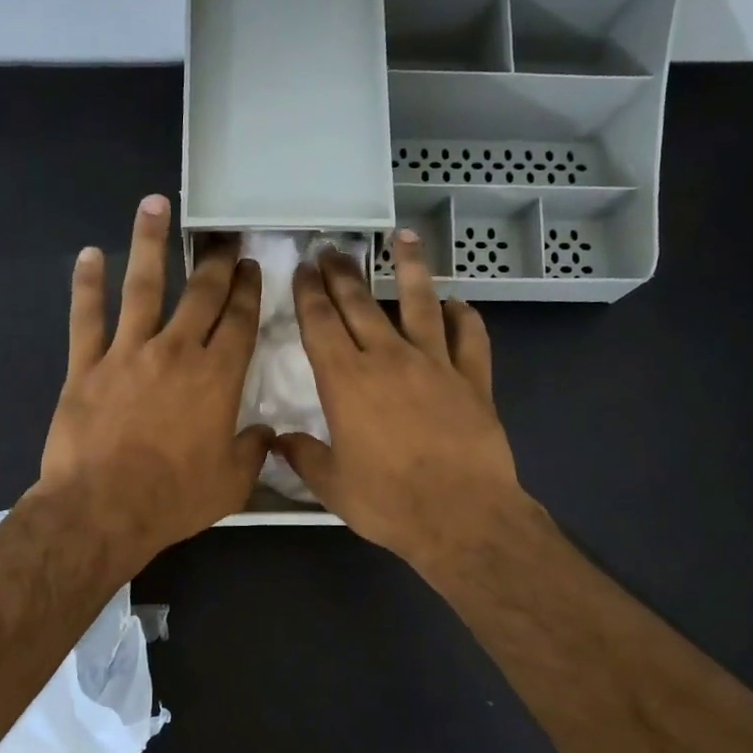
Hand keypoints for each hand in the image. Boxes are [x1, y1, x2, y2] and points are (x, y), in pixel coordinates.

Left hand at [35, 195, 271, 571]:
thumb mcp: (232, 483)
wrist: (104, 509)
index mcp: (217, 378)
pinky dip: (87, 284)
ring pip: (142, 287)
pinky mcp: (86, 366)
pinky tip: (88, 254)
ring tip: (154, 204)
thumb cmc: (174, 498)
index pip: (240, 322)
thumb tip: (265, 432)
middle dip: (215, 261)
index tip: (251, 267)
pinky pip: (86, 317)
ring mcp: (127, 353)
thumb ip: (253, 451)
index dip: (248, 291)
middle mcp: (176, 352)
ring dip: (149, 242)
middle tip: (223, 234)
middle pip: (201, 294)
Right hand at [277, 231, 522, 571]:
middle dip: (343, 273)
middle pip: (361, 303)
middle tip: (332, 249)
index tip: (303, 268)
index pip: (320, 324)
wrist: (461, 514)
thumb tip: (278, 440)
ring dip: (409, 268)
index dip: (308, 293)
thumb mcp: (331, 485)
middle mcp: (388, 359)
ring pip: (420, 303)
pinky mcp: (474, 379)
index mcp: (346, 381)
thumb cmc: (388, 502)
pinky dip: (464, 317)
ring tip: (403, 238)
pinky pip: (470, 337)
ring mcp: (435, 364)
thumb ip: (303, 456)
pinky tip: (458, 304)